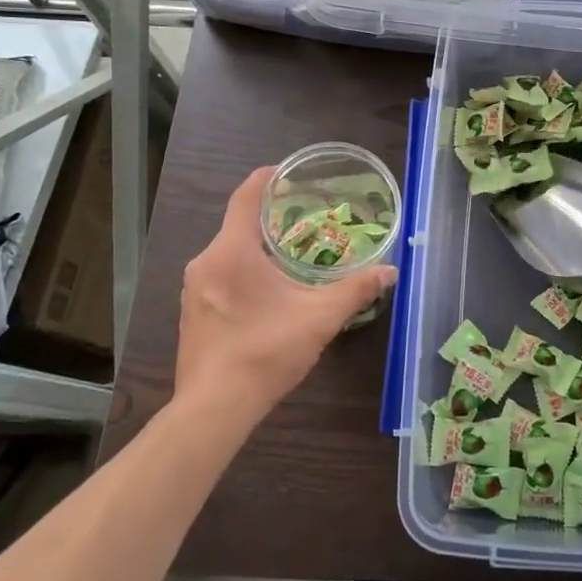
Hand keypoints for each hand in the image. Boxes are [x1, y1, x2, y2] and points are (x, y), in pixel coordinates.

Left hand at [174, 166, 396, 420]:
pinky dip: (243, 272)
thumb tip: (390, 271)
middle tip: (305, 218)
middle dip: (270, 219)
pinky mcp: (191, 313)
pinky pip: (219, 277)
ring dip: (256, 249)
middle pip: (237, 225)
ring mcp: (193, 289)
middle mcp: (205, 262)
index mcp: (232, 251)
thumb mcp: (320, 317)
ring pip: (228, 253)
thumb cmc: (266, 351)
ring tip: (290, 255)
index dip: (266, 178)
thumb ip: (356, 290)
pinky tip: (267, 293)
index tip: (287, 172)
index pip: (245, 196)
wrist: (214, 408)